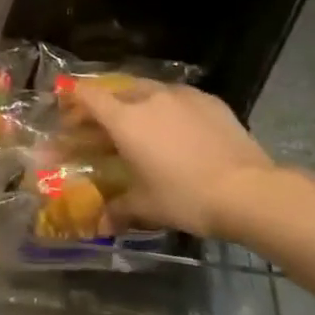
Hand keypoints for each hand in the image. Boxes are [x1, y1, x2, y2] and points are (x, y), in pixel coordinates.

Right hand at [70, 82, 274, 238]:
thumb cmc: (184, 196)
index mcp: (125, 119)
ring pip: (149, 90)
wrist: (248, 191)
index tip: (67, 112)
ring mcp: (182, 95)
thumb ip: (118, 209)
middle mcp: (149, 97)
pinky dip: (168, 108)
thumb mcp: (145, 206)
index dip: (73, 101)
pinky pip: (178, 97)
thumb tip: (101, 224)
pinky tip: (176, 128)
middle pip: (116, 91)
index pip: (88, 96)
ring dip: (136, 103)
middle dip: (104, 106)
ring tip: (139, 125)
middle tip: (101, 128)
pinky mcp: (209, 100)